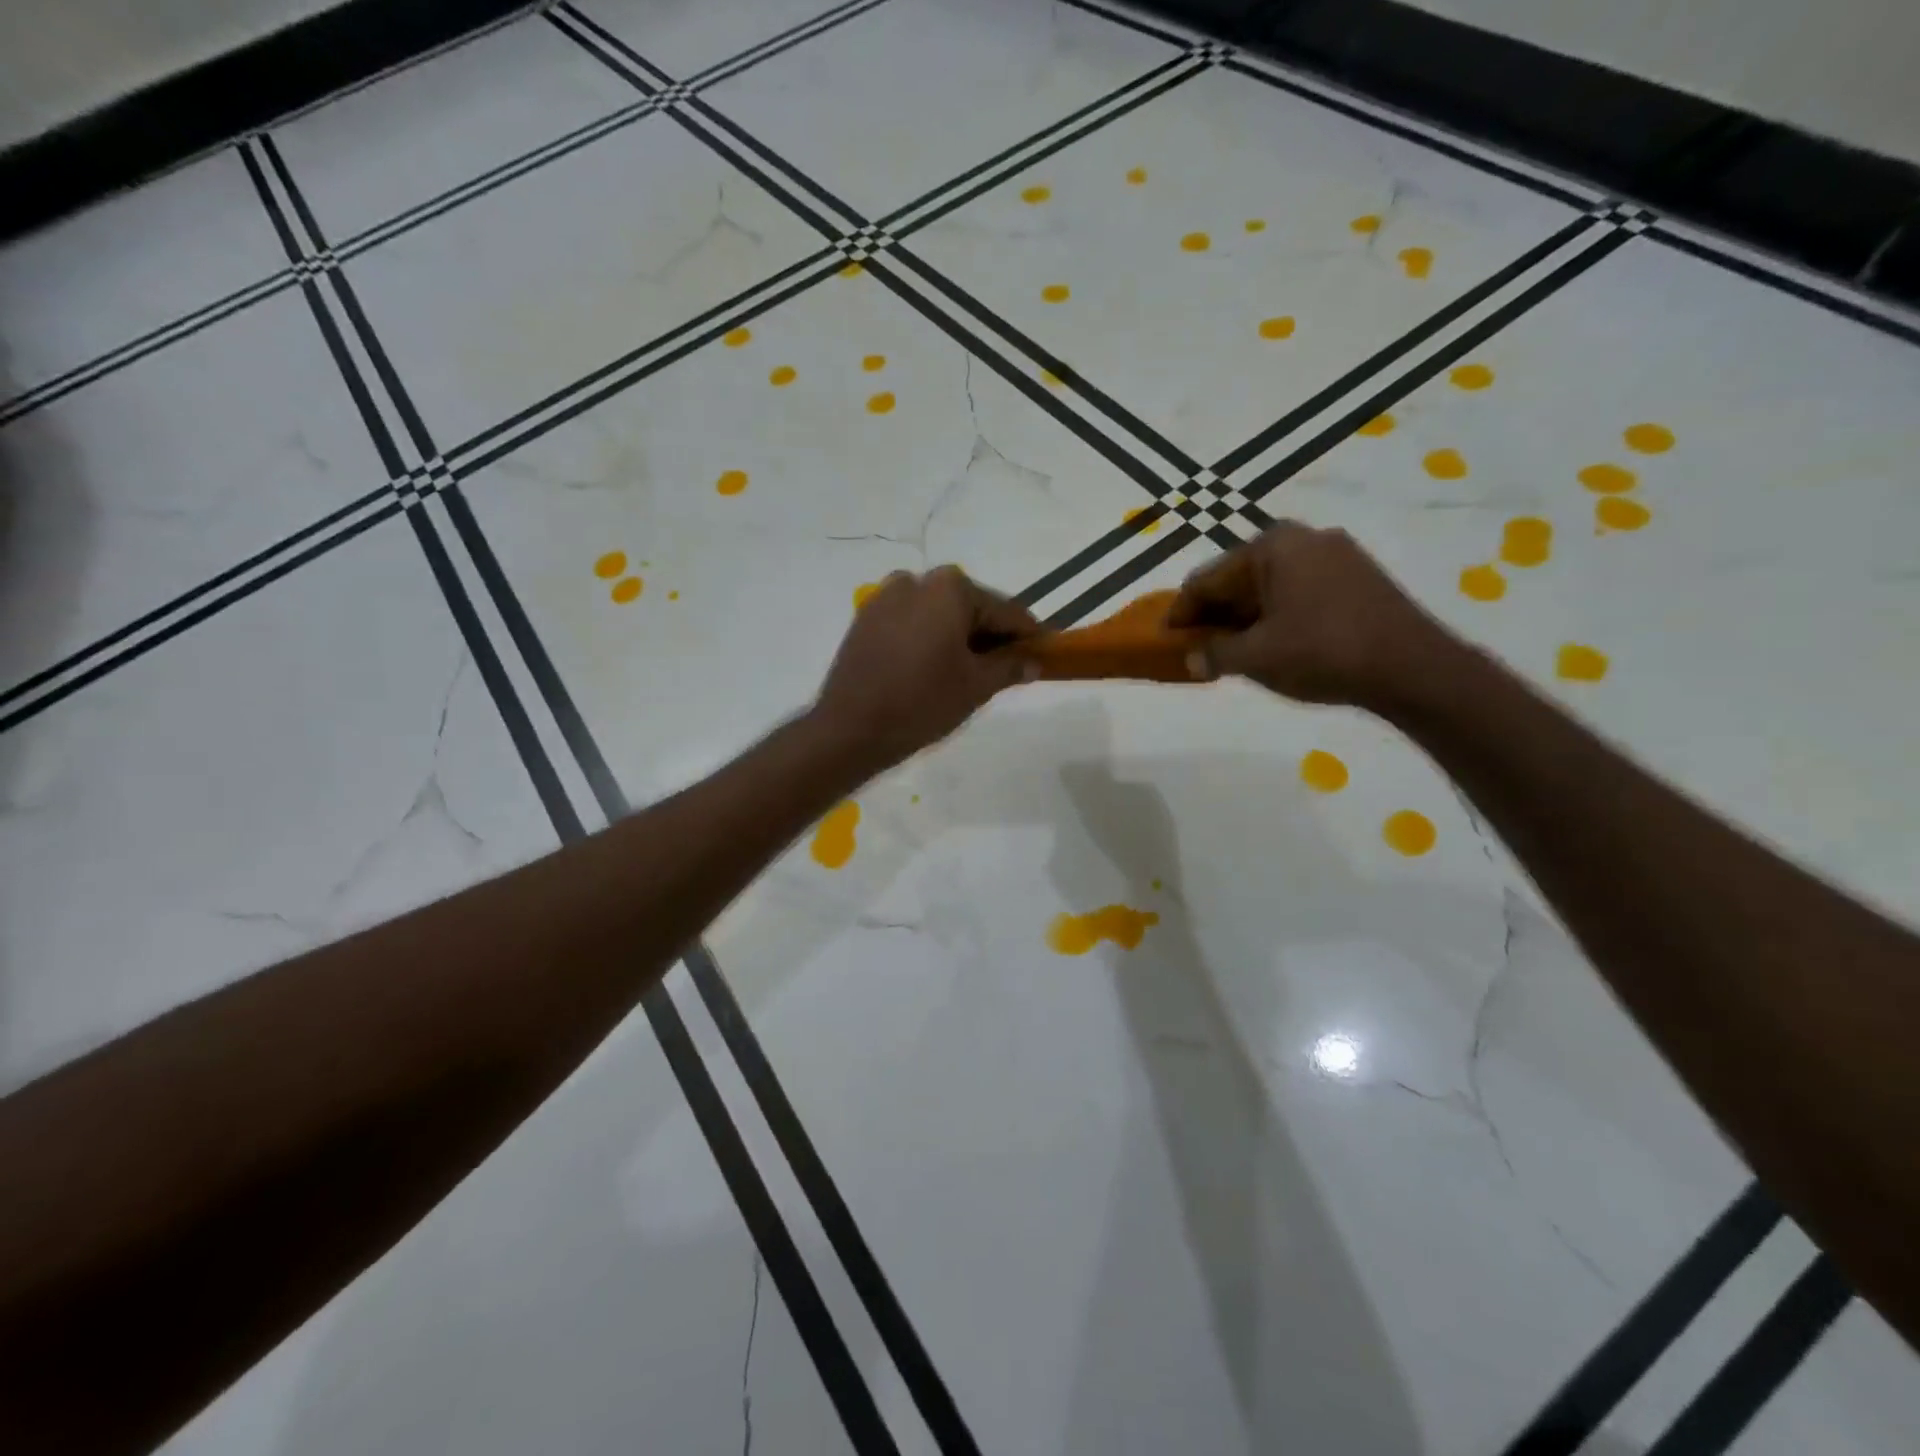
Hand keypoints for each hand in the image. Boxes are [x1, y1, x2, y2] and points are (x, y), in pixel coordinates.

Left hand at [812, 566, 1038, 766]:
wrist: (850, 729)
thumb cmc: (922, 702)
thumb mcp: (976, 686)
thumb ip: (1009, 667)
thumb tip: (1032, 661)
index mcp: (950, 588)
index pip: (1004, 611)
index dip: (1027, 635)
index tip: (1043, 651)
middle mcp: (916, 581)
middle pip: (969, 607)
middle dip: (990, 635)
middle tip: (1006, 668)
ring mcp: (885, 598)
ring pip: (937, 615)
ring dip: (957, 637)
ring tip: (967, 673)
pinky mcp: (864, 620)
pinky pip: (910, 624)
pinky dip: (927, 640)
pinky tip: (932, 669)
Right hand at [1168, 520, 1453, 708]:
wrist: (1413, 667)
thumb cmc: (1323, 652)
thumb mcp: (1255, 657)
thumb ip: (1213, 654)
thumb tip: (1193, 659)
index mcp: (1271, 547)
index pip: (1206, 580)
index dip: (1181, 613)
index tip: (1165, 640)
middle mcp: (1302, 539)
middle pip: (1238, 579)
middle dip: (1214, 615)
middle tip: (1197, 648)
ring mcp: (1336, 554)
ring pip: (1269, 587)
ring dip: (1245, 618)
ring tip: (1232, 652)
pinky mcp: (1358, 577)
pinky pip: (1298, 592)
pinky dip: (1276, 616)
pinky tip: (1273, 645)